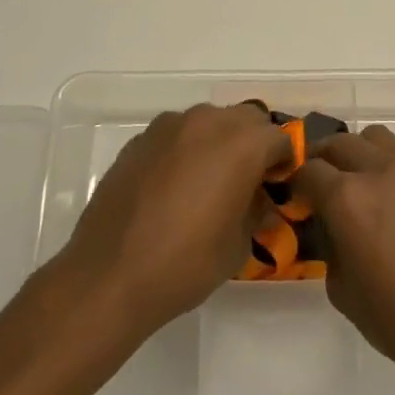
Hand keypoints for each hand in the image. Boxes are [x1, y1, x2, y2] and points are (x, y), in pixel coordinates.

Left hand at [54, 102, 290, 338]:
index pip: (280, 139)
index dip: (285, 162)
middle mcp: (207, 122)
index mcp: (241, 144)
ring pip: (209, 121)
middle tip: (249, 181)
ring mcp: (169, 127)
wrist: (110, 275)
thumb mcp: (238, 245)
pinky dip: (186, 149)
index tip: (279, 187)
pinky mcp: (140, 140)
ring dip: (219, 141)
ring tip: (211, 180)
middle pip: (246, 119)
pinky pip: (177, 134)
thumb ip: (256, 211)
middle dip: (255, 143)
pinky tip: (175, 186)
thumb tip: (260, 202)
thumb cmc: (186, 263)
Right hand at [291, 125, 394, 389]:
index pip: (308, 171)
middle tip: (320, 186)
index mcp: (347, 199)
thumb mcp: (345, 293)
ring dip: (358, 153)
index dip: (296, 184)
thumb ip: (330, 248)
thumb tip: (332, 228)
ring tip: (358, 183)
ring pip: (373, 137)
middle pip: (338, 143)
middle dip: (323, 160)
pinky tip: (393, 196)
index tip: (296, 199)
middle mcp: (378, 170)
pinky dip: (388, 164)